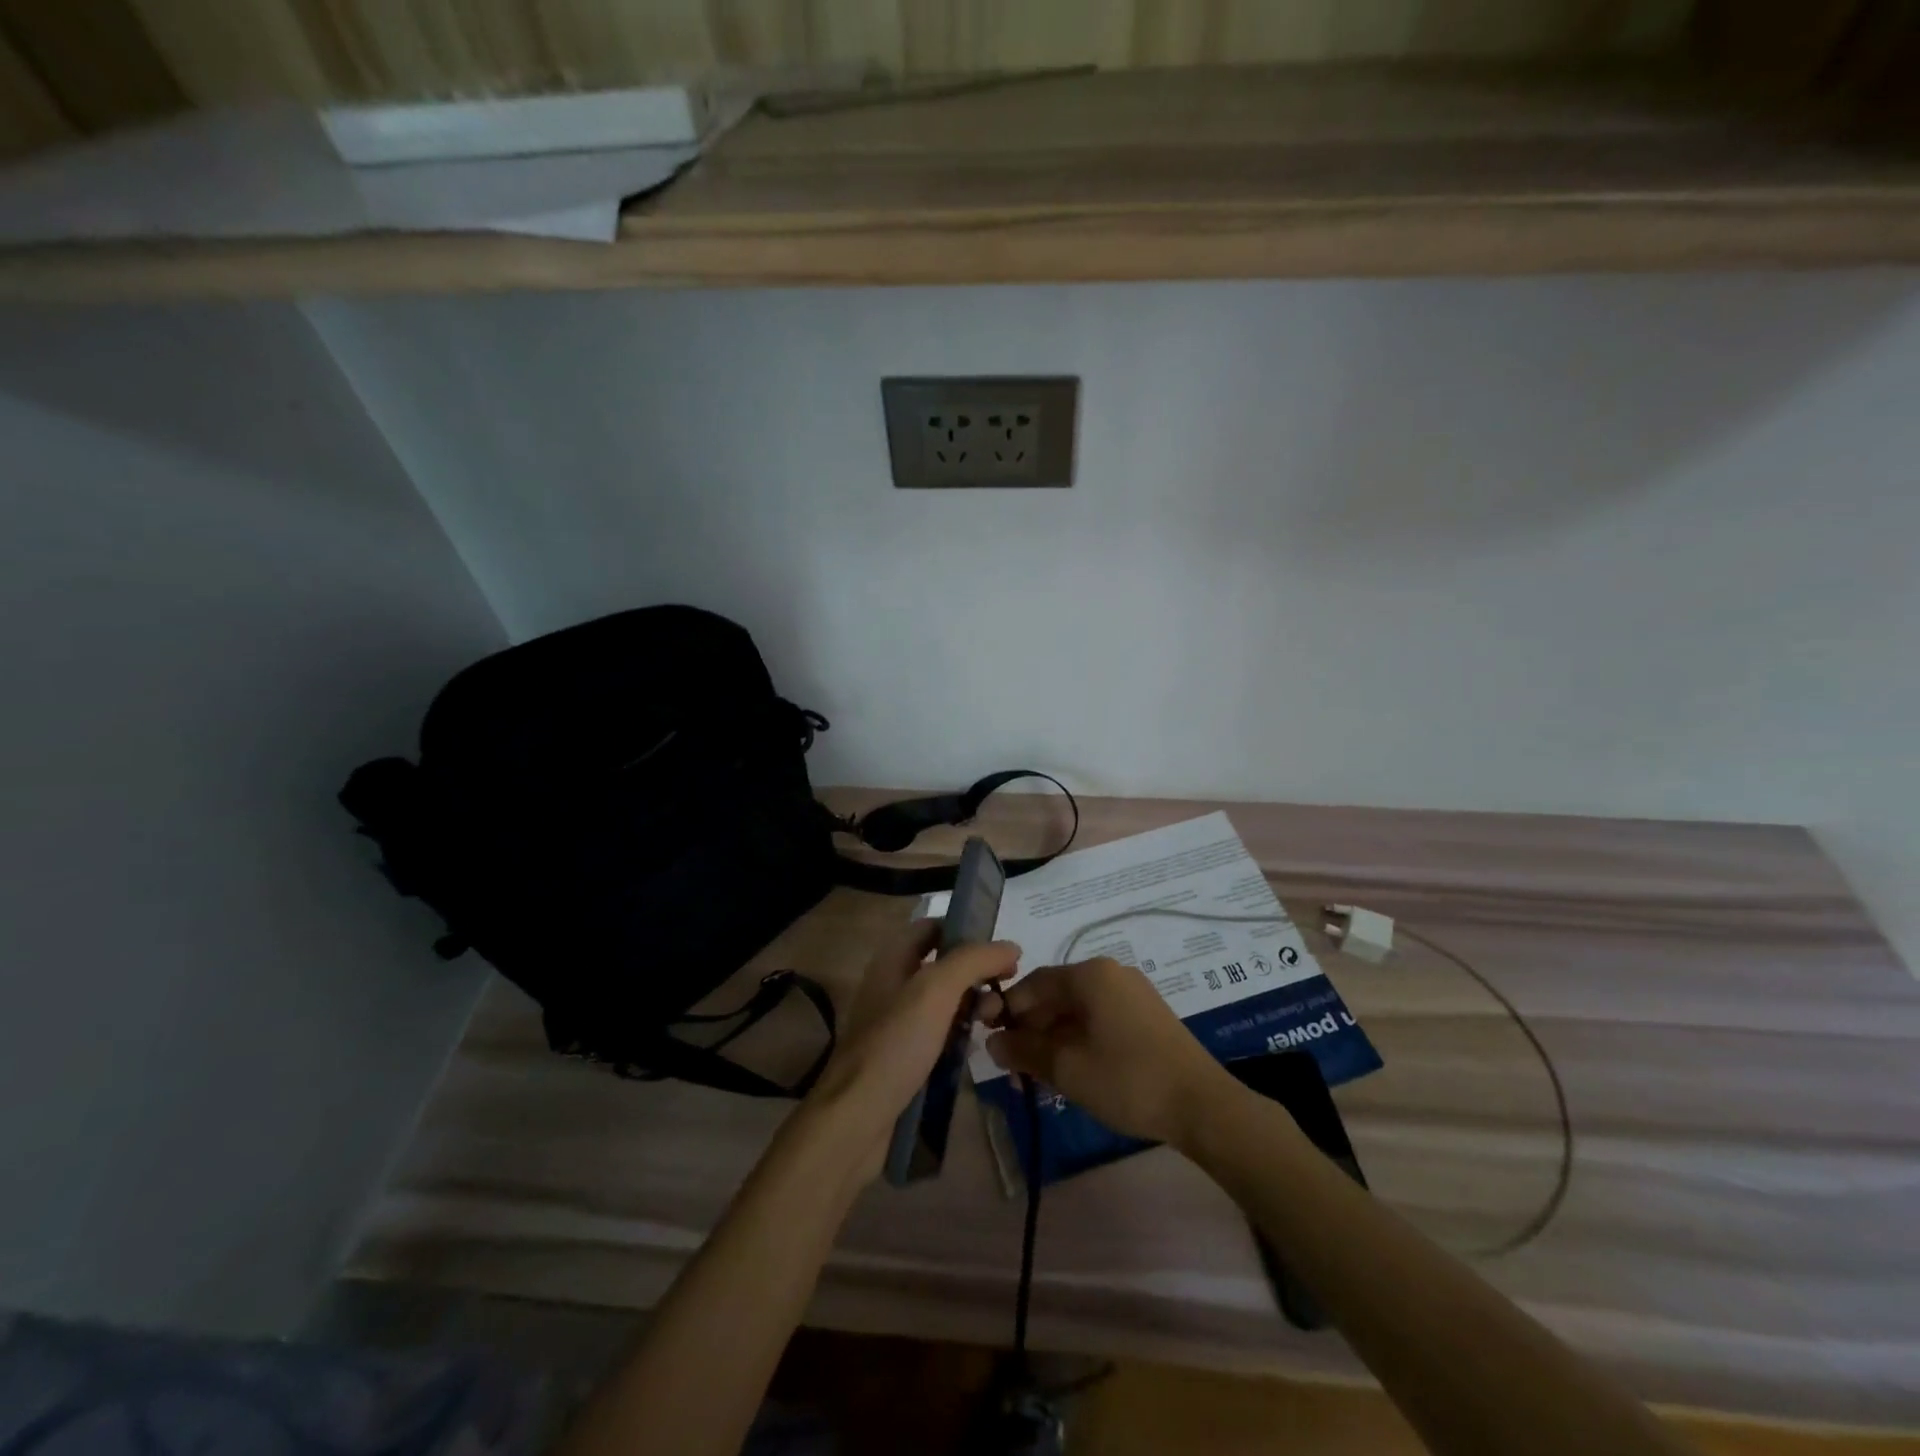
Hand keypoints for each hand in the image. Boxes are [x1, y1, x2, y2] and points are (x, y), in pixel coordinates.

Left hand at [803, 919, 1020, 1175]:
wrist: (857, 1117)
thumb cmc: (896, 1043)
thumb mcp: (936, 990)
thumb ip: (974, 960)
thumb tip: (1010, 945)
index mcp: (893, 959)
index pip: (932, 927)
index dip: (965, 930)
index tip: (1000, 949)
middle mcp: (893, 984)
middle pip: (942, 965)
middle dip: (976, 972)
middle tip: (1006, 989)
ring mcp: (898, 1022)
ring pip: (945, 1001)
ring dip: (973, 1004)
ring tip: (996, 1020)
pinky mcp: (906, 1056)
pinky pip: (940, 1034)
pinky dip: (961, 1034)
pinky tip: (979, 1045)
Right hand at [985, 957, 1235, 1147]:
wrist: (1202, 1105)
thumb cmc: (1127, 1079)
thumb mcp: (1066, 1068)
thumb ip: (1024, 1050)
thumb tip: (993, 1043)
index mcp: (1090, 974)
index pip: (1033, 983)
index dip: (1007, 1010)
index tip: (990, 1041)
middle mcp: (1111, 973)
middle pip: (1056, 995)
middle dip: (1031, 1029)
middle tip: (1015, 1067)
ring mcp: (1133, 993)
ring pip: (1078, 1010)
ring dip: (1054, 1038)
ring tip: (1040, 1076)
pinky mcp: (1147, 1015)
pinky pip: (1100, 1019)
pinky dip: (1079, 1040)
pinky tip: (1073, 1071)